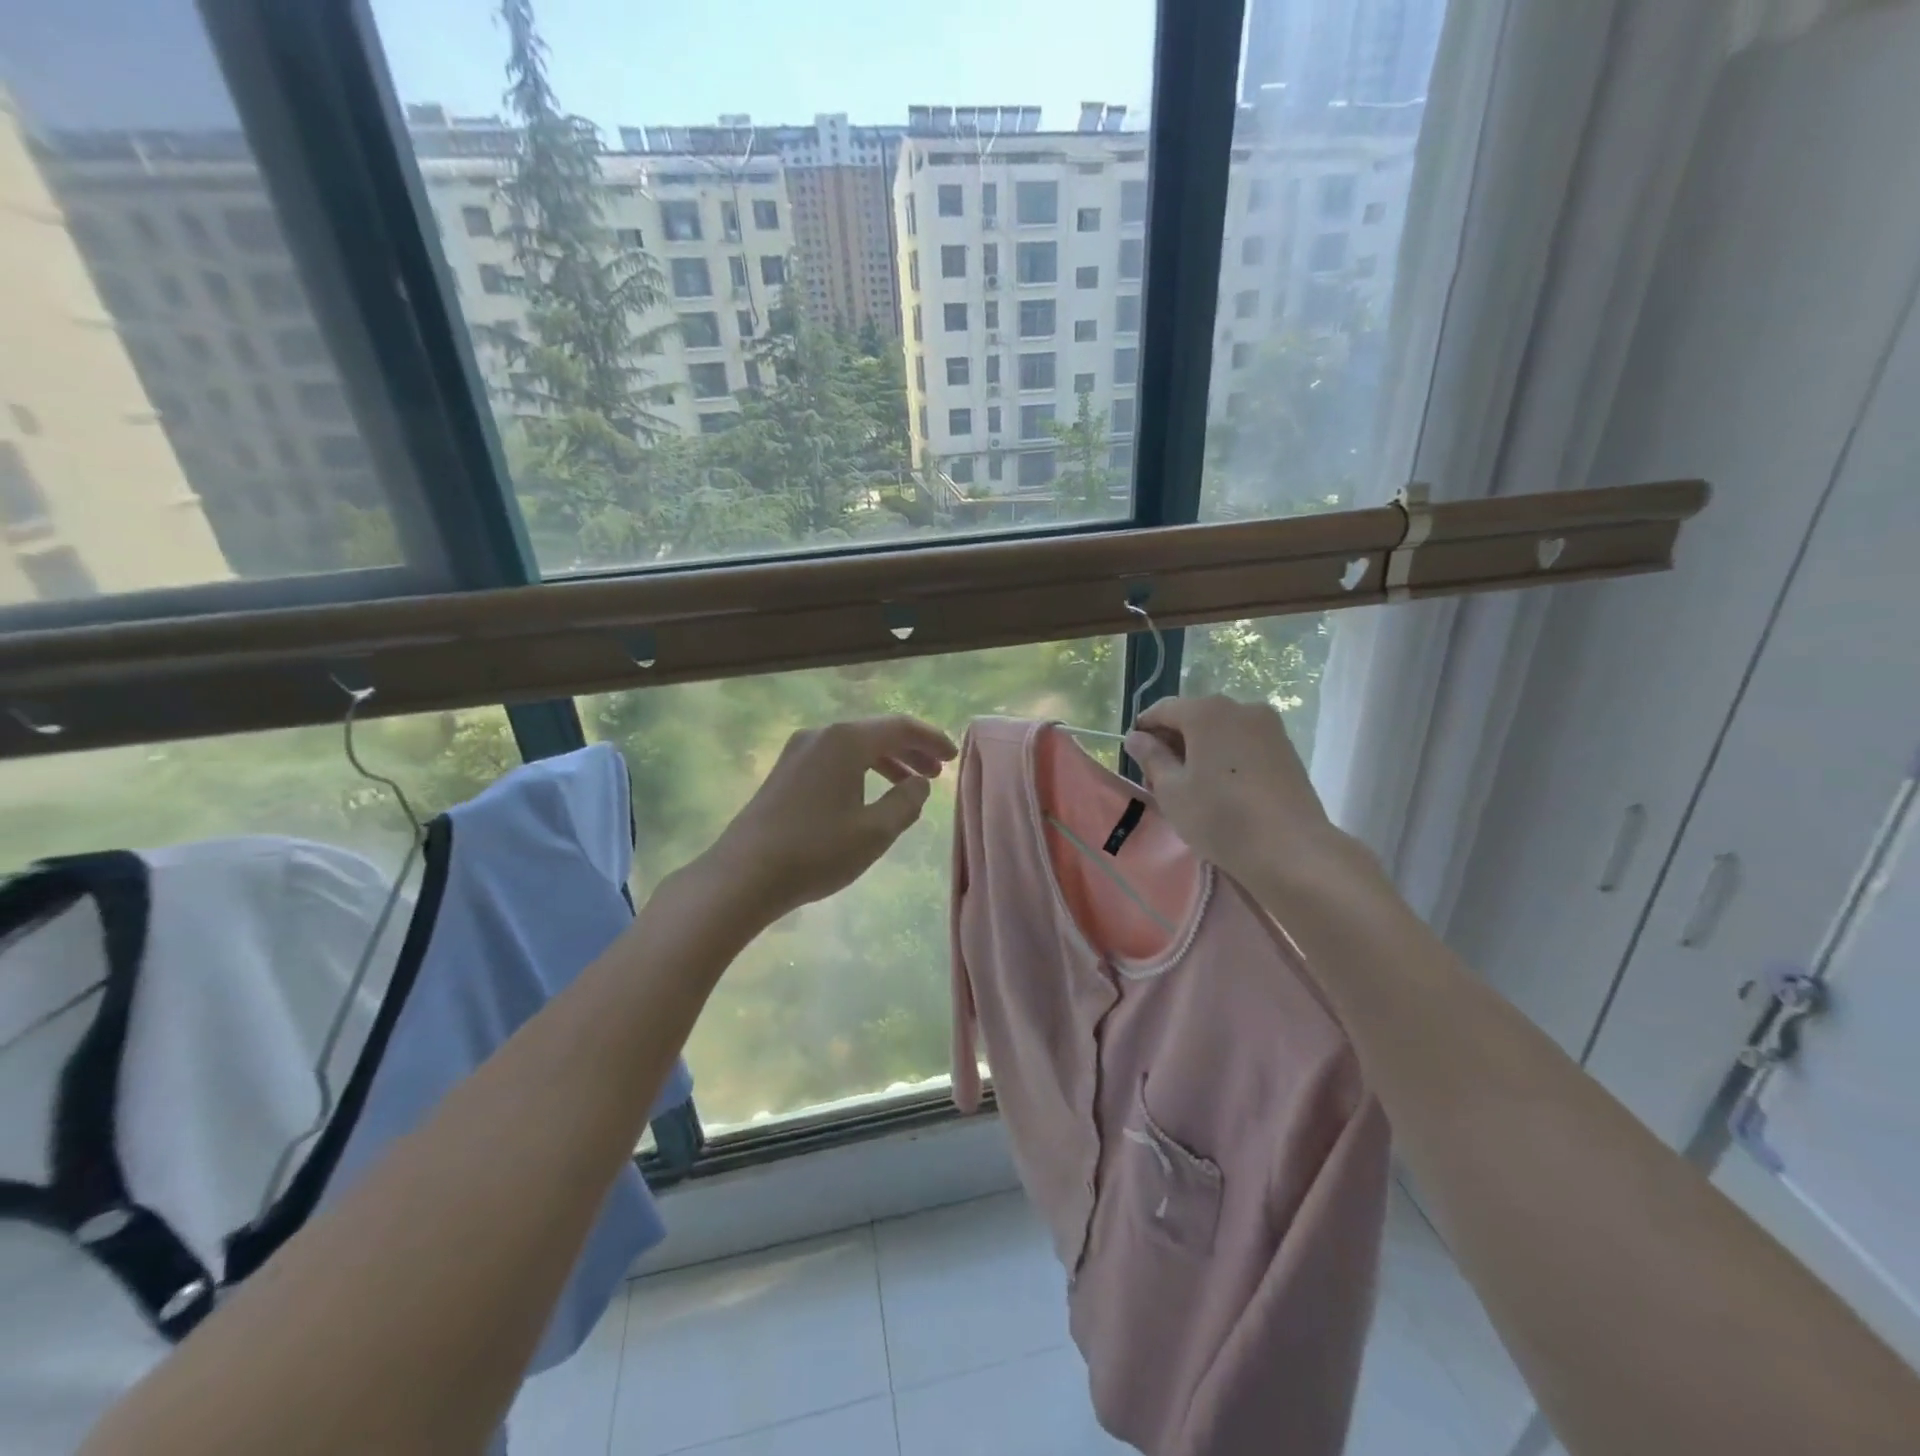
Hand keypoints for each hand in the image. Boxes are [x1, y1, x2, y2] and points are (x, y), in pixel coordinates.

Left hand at [708, 715, 957, 921]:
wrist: (743, 875)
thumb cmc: (816, 851)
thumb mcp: (875, 831)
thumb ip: (906, 802)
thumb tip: (918, 783)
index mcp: (846, 740)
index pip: (900, 726)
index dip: (932, 739)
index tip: (953, 757)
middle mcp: (821, 735)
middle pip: (876, 732)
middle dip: (911, 750)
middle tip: (937, 773)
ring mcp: (798, 751)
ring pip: (854, 747)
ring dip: (886, 761)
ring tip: (909, 785)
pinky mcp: (785, 772)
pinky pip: (834, 759)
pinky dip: (861, 770)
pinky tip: (869, 795)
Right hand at [1123, 695, 1350, 891]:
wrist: (1292, 849)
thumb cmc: (1220, 816)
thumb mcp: (1172, 790)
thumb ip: (1151, 757)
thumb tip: (1136, 738)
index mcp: (1207, 711)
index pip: (1162, 710)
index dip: (1143, 731)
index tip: (1135, 758)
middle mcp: (1240, 707)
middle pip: (1193, 717)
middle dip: (1173, 742)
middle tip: (1160, 779)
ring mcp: (1269, 727)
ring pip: (1220, 731)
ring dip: (1200, 750)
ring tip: (1192, 787)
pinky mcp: (1286, 749)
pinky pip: (1243, 744)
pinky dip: (1226, 757)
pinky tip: (1221, 788)